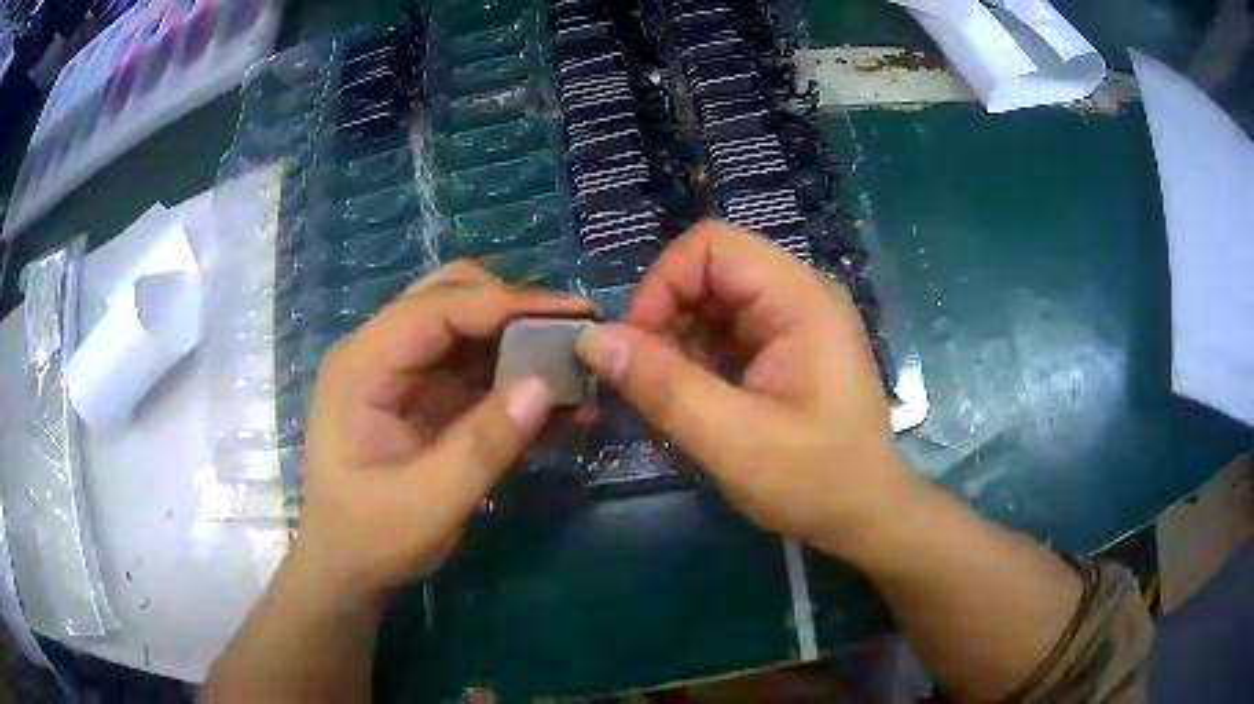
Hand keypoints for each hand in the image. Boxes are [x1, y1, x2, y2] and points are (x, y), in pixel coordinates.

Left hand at [289, 262, 593, 602]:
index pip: (435, 308)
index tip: (571, 314)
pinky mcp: (426, 394)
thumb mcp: (427, 503)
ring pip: (470, 325)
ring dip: (521, 341)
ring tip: (575, 368)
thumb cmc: (371, 538)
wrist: (347, 569)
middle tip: (573, 336)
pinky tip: (556, 403)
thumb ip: (483, 445)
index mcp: (362, 366)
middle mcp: (380, 353)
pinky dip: (517, 375)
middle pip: (451, 297)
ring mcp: (404, 371)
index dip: (505, 305)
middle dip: (514, 311)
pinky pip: (477, 366)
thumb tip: (544, 385)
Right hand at [577, 221, 916, 557]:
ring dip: (678, 340)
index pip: (712, 246)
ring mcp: (794, 320)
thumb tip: (593, 339)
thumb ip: (662, 386)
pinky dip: (697, 358)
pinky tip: (695, 399)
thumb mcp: (732, 441)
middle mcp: (799, 295)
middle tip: (646, 378)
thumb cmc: (814, 482)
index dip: (662, 284)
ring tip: (670, 395)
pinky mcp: (786, 346)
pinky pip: (726, 330)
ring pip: (712, 300)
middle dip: (666, 316)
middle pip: (710, 270)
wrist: (866, 516)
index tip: (636, 347)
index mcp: (800, 300)